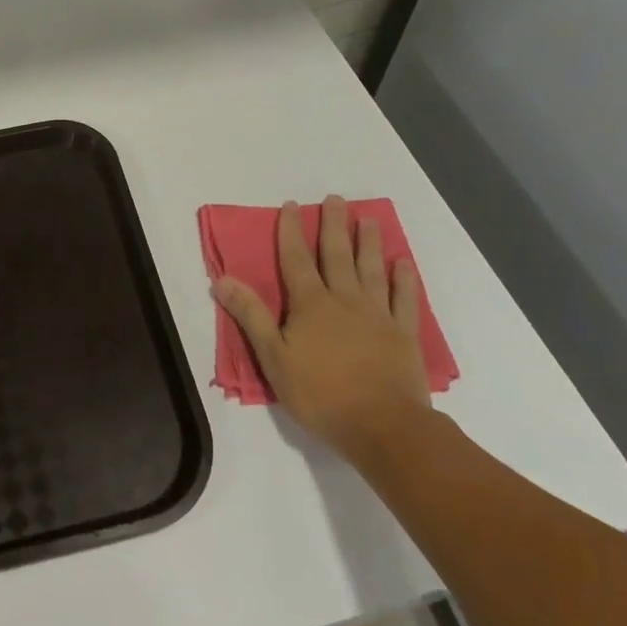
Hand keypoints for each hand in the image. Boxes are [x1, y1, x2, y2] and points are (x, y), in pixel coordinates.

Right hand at [213, 196, 430, 464]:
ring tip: (369, 219)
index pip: (296, 259)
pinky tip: (404, 263)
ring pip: (371, 269)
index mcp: (310, 304)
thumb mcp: (273, 358)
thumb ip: (251, 316)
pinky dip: (404, 280)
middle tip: (336, 199)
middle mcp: (344, 299)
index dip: (290, 231)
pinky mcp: (403, 334)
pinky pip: (404, 299)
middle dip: (333, 225)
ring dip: (369, 242)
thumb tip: (222, 279)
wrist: (384, 427)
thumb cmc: (321, 394)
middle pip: (337, 255)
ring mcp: (377, 314)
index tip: (291, 205)